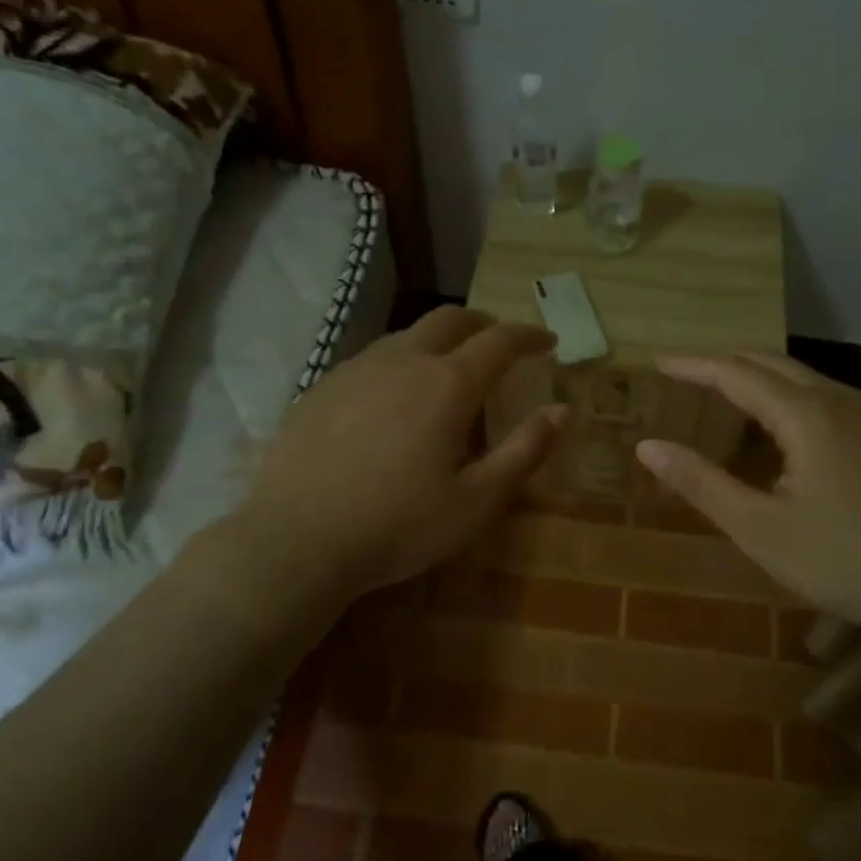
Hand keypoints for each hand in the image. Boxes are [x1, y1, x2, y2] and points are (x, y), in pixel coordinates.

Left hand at [230, 307, 563, 595]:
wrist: (298, 540)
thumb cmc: (399, 525)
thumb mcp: (477, 500)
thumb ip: (525, 450)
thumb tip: (562, 410)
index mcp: (447, 384)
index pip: (499, 341)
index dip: (529, 336)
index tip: (547, 341)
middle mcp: (402, 361)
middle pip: (449, 319)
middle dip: (482, 323)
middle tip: (499, 342)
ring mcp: (355, 370)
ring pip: (406, 335)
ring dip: (437, 341)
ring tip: (447, 369)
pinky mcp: (320, 388)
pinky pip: (371, 360)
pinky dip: (398, 364)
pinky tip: (391, 399)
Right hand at [635, 353, 860, 647]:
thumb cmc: (844, 559)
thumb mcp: (760, 528)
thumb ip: (702, 483)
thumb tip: (648, 447)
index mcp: (806, 415)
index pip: (736, 373)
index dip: (693, 366)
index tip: (658, 362)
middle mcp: (839, 401)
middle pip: (771, 363)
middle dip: (724, 362)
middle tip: (685, 372)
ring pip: (803, 378)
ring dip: (758, 376)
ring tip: (724, 391)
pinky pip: (824, 397)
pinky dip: (787, 395)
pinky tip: (781, 426)